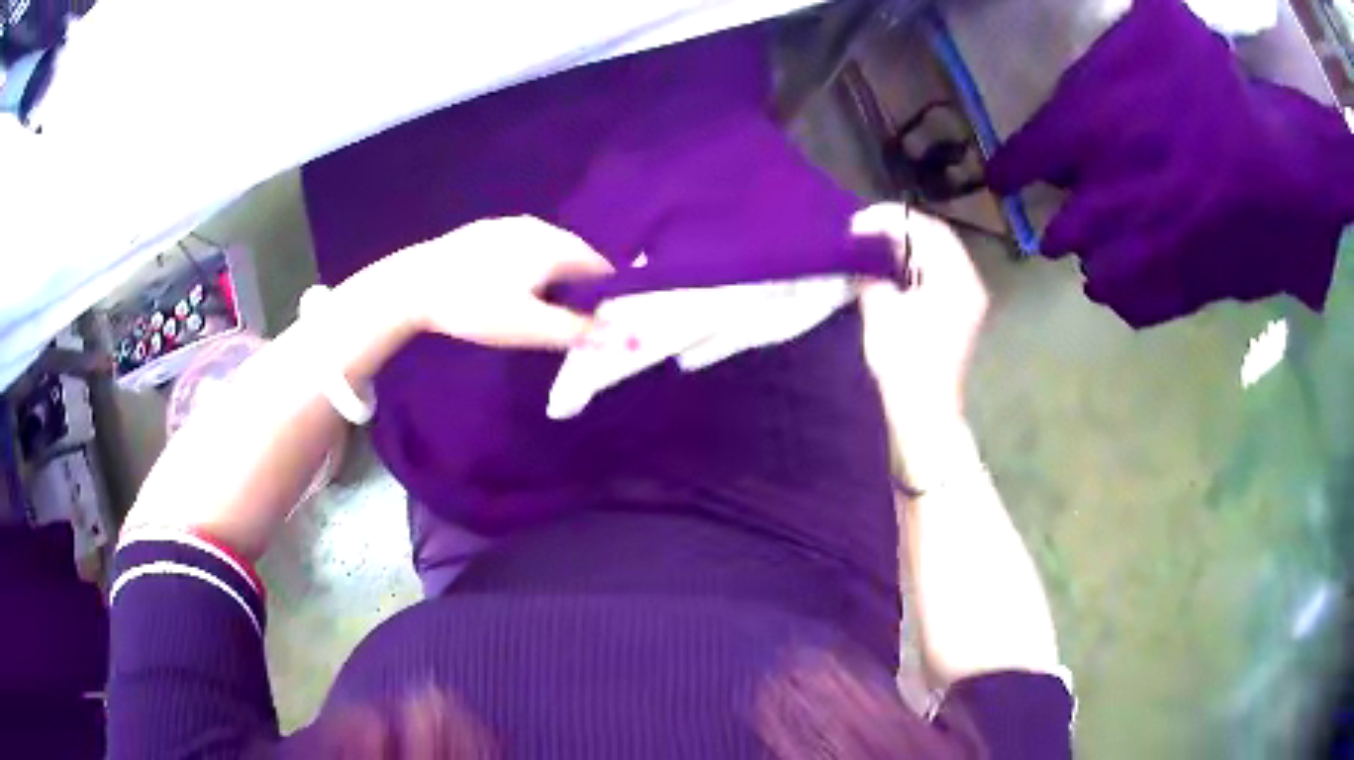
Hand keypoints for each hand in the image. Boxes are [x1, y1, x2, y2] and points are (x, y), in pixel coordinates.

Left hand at [376, 216, 614, 349]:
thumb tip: (629, 338)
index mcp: (555, 246)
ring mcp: (508, 225)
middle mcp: (538, 227)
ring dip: (553, 276)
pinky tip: (507, 287)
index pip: (600, 267)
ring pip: (546, 251)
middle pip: (574, 256)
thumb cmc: (476, 306)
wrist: (414, 286)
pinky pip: (521, 248)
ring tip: (539, 306)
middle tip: (571, 319)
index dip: (608, 294)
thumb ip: (580, 331)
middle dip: (581, 285)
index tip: (604, 321)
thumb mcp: (530, 326)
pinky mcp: (484, 231)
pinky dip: (528, 266)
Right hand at [853, 203, 987, 415]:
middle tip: (863, 229)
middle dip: (899, 228)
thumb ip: (873, 275)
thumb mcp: (881, 311)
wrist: (926, 412)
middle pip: (937, 238)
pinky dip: (915, 265)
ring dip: (907, 246)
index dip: (891, 219)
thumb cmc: (905, 362)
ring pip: (938, 255)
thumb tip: (864, 260)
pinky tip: (892, 269)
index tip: (858, 222)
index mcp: (956, 277)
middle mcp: (969, 282)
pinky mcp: (960, 313)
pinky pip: (939, 274)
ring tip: (873, 244)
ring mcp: (968, 298)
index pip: (926, 229)